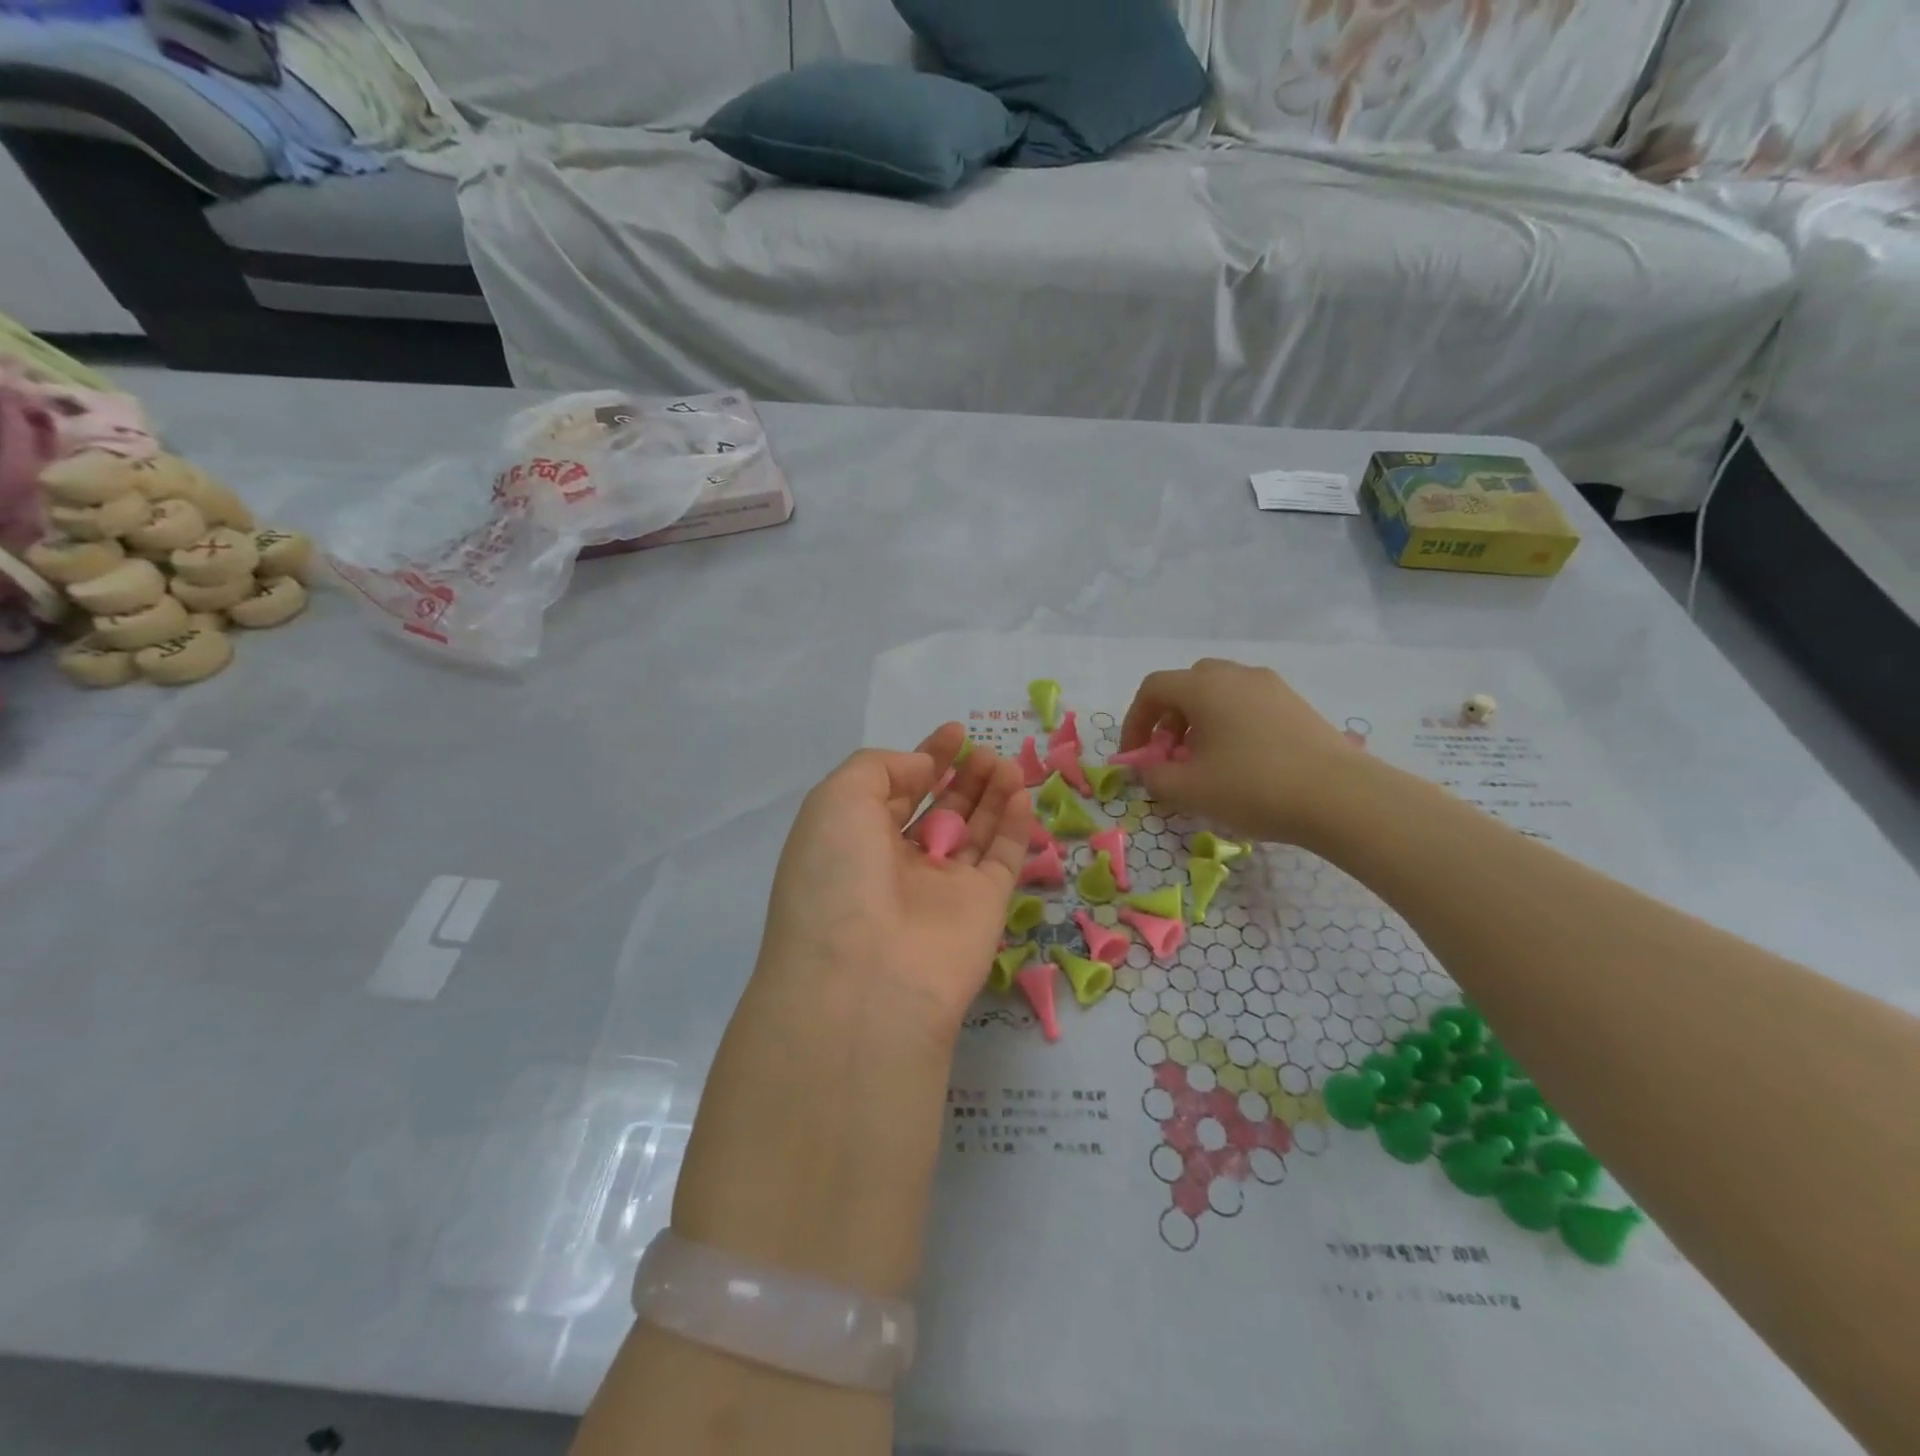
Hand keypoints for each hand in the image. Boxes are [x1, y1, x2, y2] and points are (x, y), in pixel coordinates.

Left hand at [754, 722, 1032, 1041]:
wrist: (867, 978)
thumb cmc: (838, 877)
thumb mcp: (836, 800)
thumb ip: (881, 768)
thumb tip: (922, 767)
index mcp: (855, 840)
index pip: (896, 790)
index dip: (925, 757)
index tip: (954, 731)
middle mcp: (898, 864)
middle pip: (938, 809)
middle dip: (960, 775)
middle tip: (982, 748)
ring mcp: (943, 888)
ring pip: (975, 830)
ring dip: (990, 792)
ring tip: (1003, 760)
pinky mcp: (984, 907)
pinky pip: (1004, 857)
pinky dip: (1015, 824)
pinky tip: (1020, 790)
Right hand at [1119, 658, 1359, 844]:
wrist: (1342, 797)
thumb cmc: (1254, 787)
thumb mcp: (1189, 790)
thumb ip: (1154, 777)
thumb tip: (1146, 770)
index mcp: (1205, 687)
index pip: (1153, 689)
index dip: (1134, 721)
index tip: (1135, 757)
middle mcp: (1237, 675)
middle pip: (1187, 685)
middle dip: (1168, 719)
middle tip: (1170, 755)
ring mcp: (1271, 687)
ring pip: (1220, 694)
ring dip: (1200, 722)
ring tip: (1205, 762)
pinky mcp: (1296, 705)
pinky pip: (1249, 704)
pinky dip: (1231, 724)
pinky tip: (1241, 762)